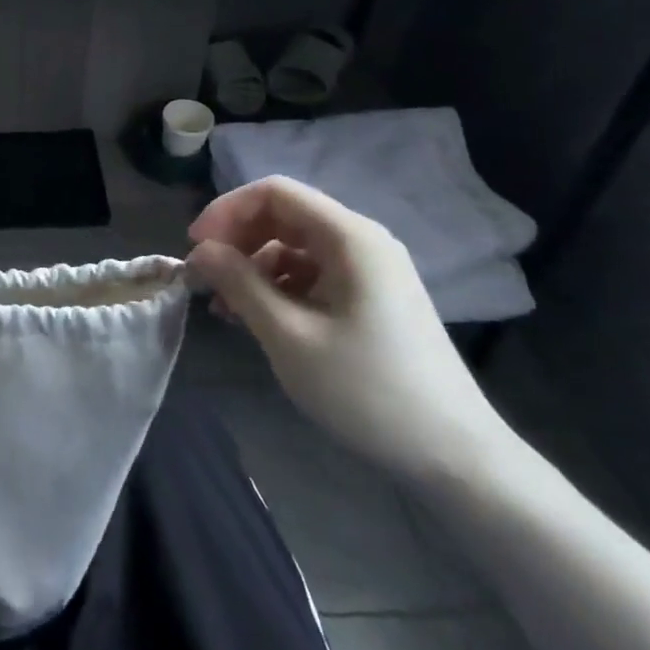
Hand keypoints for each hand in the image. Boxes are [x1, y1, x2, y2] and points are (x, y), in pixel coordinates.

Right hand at [185, 177, 511, 483]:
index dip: (227, 211)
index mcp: (350, 237)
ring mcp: (371, 270)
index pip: (275, 193)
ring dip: (253, 267)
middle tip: (204, 278)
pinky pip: (313, 273)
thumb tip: (200, 251)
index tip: (195, 247)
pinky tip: (257, 318)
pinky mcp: (372, 298)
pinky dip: (278, 286)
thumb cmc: (366, 391)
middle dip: (237, 240)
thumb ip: (239, 283)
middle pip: (285, 216)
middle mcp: (363, 241)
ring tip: (225, 308)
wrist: (454, 456)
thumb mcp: (289, 336)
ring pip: (295, 246)